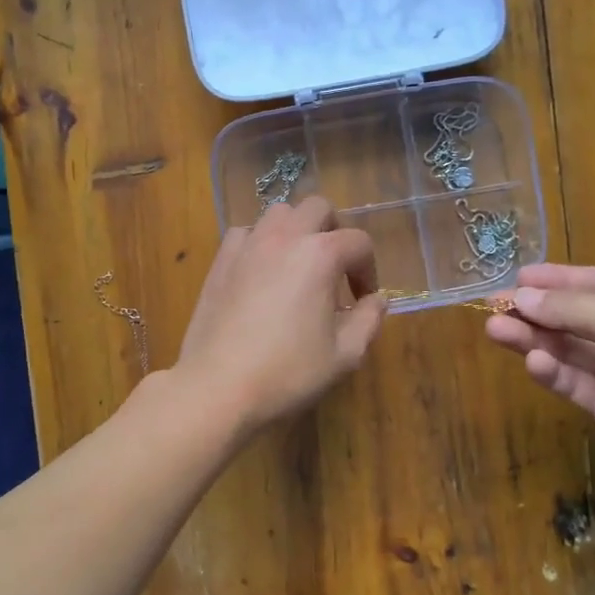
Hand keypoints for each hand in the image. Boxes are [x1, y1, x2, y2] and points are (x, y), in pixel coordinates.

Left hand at [173, 195, 386, 434]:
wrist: (218, 385)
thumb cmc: (288, 372)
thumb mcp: (344, 355)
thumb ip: (368, 320)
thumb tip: (377, 300)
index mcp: (320, 255)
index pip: (358, 242)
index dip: (368, 270)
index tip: (363, 299)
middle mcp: (284, 237)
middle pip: (318, 208)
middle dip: (335, 232)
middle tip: (335, 269)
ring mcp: (248, 245)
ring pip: (279, 213)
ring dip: (296, 230)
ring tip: (298, 265)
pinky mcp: (220, 260)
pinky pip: (246, 233)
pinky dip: (260, 242)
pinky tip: (262, 272)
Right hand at [484, 263, 594, 497]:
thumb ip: (573, 308)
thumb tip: (522, 296)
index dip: (557, 279)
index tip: (517, 276)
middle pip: (576, 315)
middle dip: (536, 309)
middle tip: (493, 305)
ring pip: (567, 348)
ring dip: (533, 338)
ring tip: (495, 329)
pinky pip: (572, 380)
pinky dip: (551, 370)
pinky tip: (533, 362)